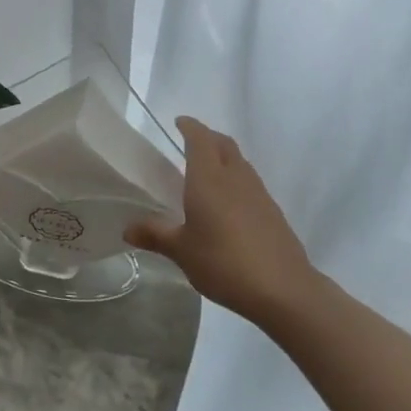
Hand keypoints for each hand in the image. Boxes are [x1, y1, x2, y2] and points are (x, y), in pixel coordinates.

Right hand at [126, 117, 319, 322]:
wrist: (283, 288)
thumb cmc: (224, 262)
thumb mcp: (182, 251)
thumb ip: (155, 235)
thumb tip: (127, 229)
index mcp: (209, 178)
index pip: (200, 139)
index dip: (190, 127)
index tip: (179, 122)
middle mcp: (235, 177)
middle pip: (223, 144)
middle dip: (207, 137)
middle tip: (190, 142)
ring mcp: (258, 193)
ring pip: (239, 162)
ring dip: (223, 157)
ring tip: (207, 171)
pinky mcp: (272, 211)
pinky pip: (250, 182)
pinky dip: (235, 179)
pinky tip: (228, 202)